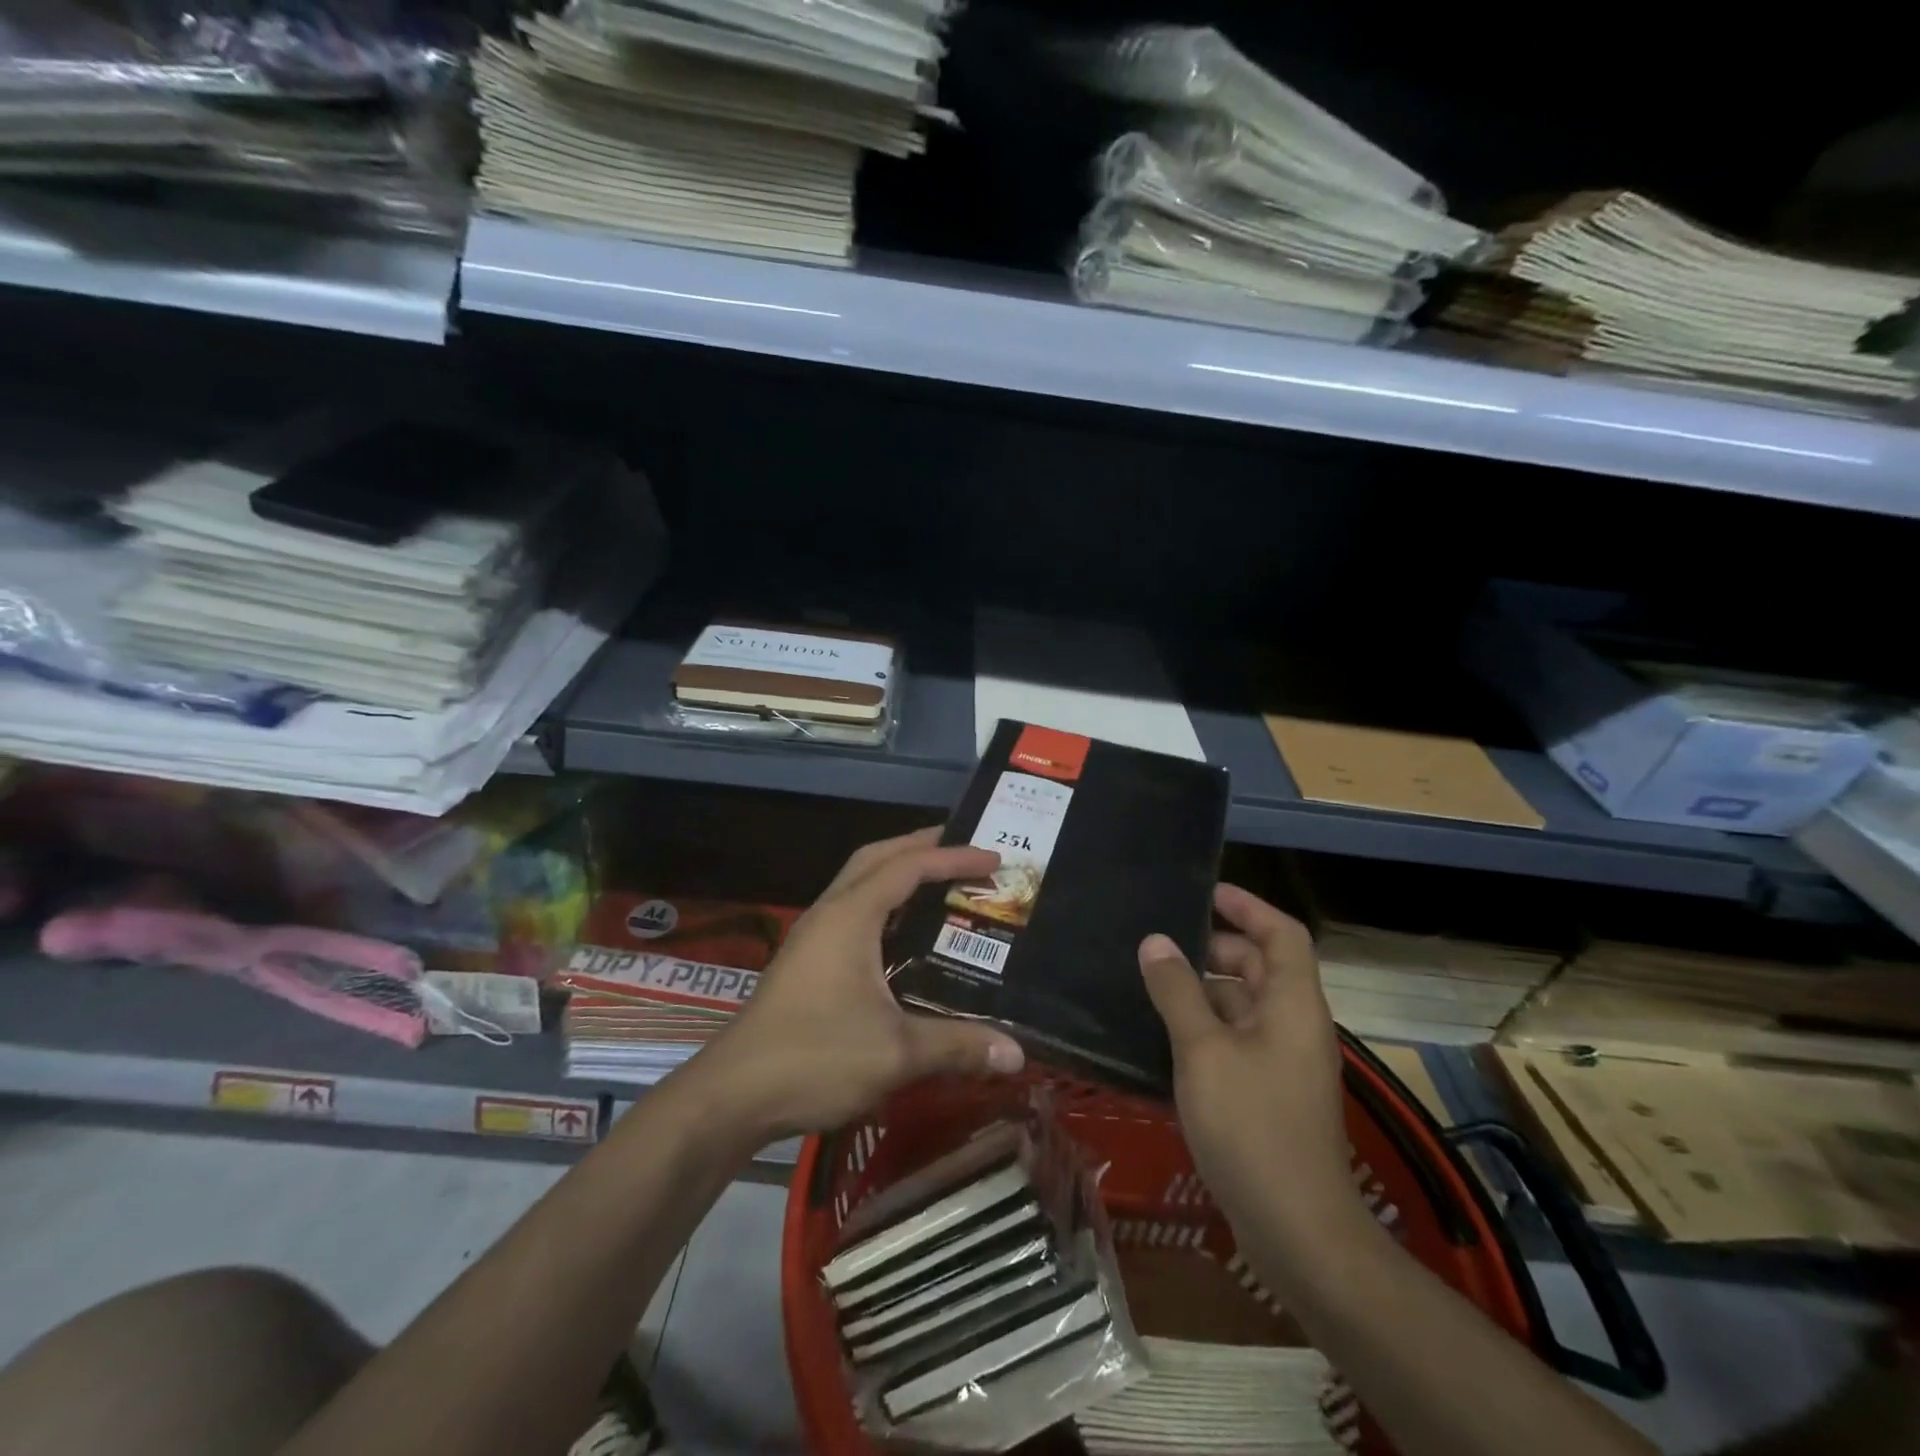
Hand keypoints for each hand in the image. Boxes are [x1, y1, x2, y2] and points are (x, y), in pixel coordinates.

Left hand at [698, 828, 1025, 1139]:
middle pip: (877, 857)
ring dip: (899, 871)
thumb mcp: (896, 1053)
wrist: (733, 1095)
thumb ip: (958, 1045)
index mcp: (850, 916)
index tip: (995, 861)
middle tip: (966, 851)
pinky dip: (884, 901)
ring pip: (859, 880)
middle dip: (922, 846)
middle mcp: (829, 913)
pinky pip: (852, 908)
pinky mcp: (805, 959)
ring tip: (941, 881)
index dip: (954, 858)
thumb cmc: (815, 1058)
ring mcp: (812, 935)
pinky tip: (904, 933)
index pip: (909, 867)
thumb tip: (1018, 1053)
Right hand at [1138, 885, 1356, 1247]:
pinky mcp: (1270, 1094)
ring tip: (1151, 984)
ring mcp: (1284, 1062)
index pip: (1281, 933)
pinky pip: (1237, 1040)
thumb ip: (1177, 991)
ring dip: (1204, 990)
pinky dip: (1205, 1027)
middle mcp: (1295, 1025)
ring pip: (1244, 1005)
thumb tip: (1155, 942)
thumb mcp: (1203, 1050)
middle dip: (1215, 947)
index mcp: (1292, 1004)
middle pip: (1260, 967)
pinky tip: (1163, 1036)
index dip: (1248, 906)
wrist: (1297, 1230)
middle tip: (1162, 943)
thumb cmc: (1252, 1126)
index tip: (1205, 892)